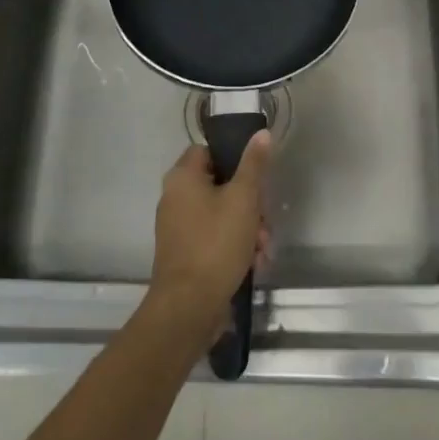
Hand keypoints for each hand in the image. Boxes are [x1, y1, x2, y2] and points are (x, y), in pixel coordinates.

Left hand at [148, 136, 269, 343]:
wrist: (189, 306)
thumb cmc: (216, 243)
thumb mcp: (243, 199)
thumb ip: (254, 164)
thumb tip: (261, 133)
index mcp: (182, 177)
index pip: (208, 151)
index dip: (234, 159)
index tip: (255, 177)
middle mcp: (174, 197)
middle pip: (219, 185)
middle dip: (249, 204)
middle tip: (264, 221)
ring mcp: (177, 227)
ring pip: (221, 214)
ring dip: (247, 228)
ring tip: (262, 249)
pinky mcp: (184, 253)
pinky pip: (213, 237)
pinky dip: (234, 246)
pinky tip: (253, 263)